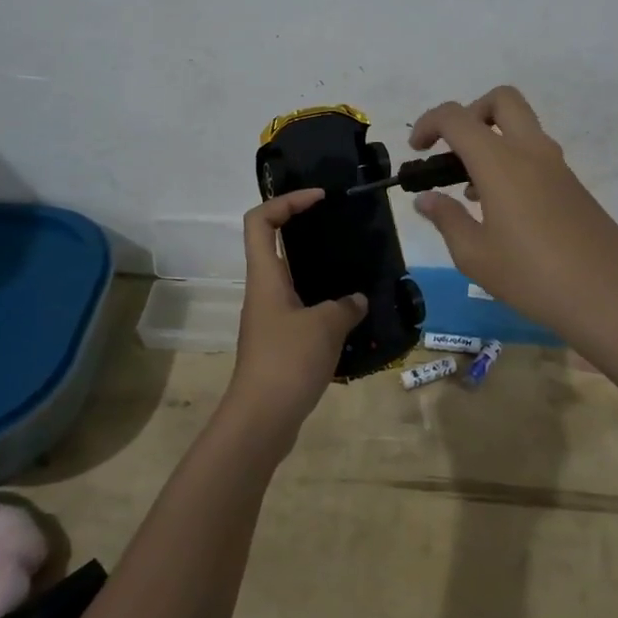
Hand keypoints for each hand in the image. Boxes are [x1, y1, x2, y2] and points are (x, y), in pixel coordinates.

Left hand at [227, 189, 366, 445]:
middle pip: (274, 244)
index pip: (260, 220)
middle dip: (304, 229)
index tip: (318, 198)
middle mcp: (263, 290)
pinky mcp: (279, 341)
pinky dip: (323, 302)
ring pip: (290, 277)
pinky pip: (301, 307)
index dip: (286, 201)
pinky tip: (351, 312)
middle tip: (340, 226)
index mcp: (265, 276)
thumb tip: (356, 300)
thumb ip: (345, 306)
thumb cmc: (288, 361)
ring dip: (317, 268)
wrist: (262, 418)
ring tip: (353, 267)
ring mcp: (269, 317)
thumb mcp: (326, 326)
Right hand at [410, 85, 617, 348]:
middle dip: (470, 113)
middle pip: (501, 100)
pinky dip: (511, 163)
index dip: (428, 124)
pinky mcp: (573, 185)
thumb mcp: (475, 255)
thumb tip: (426, 199)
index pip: (457, 117)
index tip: (416, 151)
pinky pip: (535, 154)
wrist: (610, 295)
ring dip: (491, 141)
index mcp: (500, 162)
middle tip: (452, 151)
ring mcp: (557, 166)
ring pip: (521, 127)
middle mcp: (531, 151)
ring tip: (470, 192)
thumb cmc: (533, 277)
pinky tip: (502, 211)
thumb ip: (447, 219)